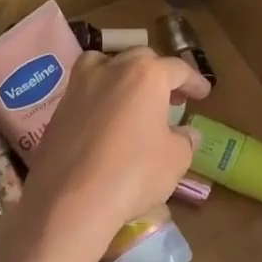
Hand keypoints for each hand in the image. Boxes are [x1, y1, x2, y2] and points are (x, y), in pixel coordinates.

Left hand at [17, 48, 209, 250]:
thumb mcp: (176, 160)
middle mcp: (110, 70)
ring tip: (131, 97)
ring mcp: (79, 88)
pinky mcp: (58, 110)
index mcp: (145, 75)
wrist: (71, 200)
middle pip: (139, 61)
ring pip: (104, 65)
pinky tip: (106, 122)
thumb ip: (184, 141)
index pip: (177, 69)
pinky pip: (85, 93)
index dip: (194, 81)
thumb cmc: (134, 173)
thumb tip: (186, 134)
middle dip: (159, 74)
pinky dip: (100, 98)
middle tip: (171, 97)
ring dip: (122, 75)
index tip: (203, 93)